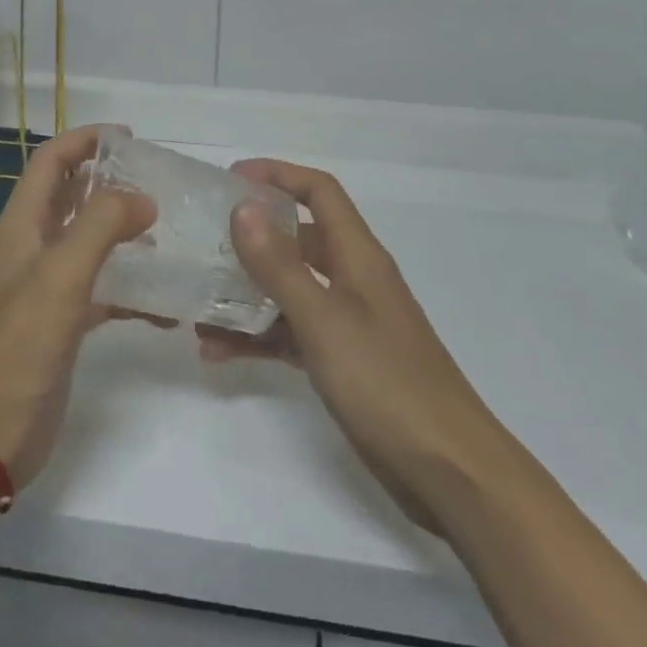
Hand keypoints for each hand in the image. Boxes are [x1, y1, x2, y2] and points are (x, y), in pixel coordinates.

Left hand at [0, 125, 159, 485]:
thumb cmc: (19, 344)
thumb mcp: (61, 274)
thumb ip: (102, 226)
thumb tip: (143, 199)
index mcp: (23, 226)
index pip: (51, 162)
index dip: (84, 141)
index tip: (129, 137)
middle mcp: (34, 248)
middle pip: (72, 197)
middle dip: (110, 182)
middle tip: (158, 181)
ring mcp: (49, 287)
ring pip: (90, 242)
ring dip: (125, 232)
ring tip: (169, 231)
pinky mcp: (65, 324)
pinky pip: (104, 291)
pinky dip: (132, 289)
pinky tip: (166, 305)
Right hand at [201, 159, 500, 531]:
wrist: (449, 471)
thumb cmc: (386, 382)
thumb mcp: (324, 319)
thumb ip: (280, 265)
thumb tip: (242, 208)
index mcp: (358, 256)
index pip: (319, 192)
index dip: (278, 175)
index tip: (230, 179)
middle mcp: (352, 279)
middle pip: (297, 239)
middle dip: (251, 237)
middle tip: (202, 243)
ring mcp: (347, 321)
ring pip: (288, 290)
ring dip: (245, 294)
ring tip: (197, 307)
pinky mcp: (341, 361)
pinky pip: (290, 333)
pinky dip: (257, 337)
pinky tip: (217, 353)